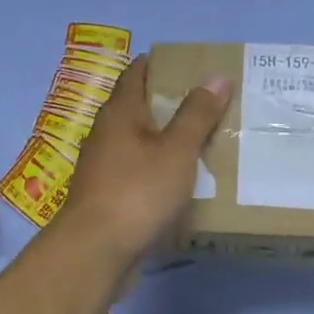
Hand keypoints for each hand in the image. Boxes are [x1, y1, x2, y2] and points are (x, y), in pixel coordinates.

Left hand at [60, 55, 230, 263]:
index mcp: (120, 112)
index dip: (162, 64)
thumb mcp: (176, 150)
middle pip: (138, 108)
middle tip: (208, 105)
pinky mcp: (107, 195)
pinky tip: (180, 181)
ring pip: (138, 143)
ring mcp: (103, 167)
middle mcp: (106, 134)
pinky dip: (157, 169)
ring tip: (202, 142)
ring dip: (164, 140)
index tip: (192, 67)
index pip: (137, 73)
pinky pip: (137, 172)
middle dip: (169, 104)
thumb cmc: (138, 191)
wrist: (97, 249)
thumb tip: (215, 76)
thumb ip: (197, 114)